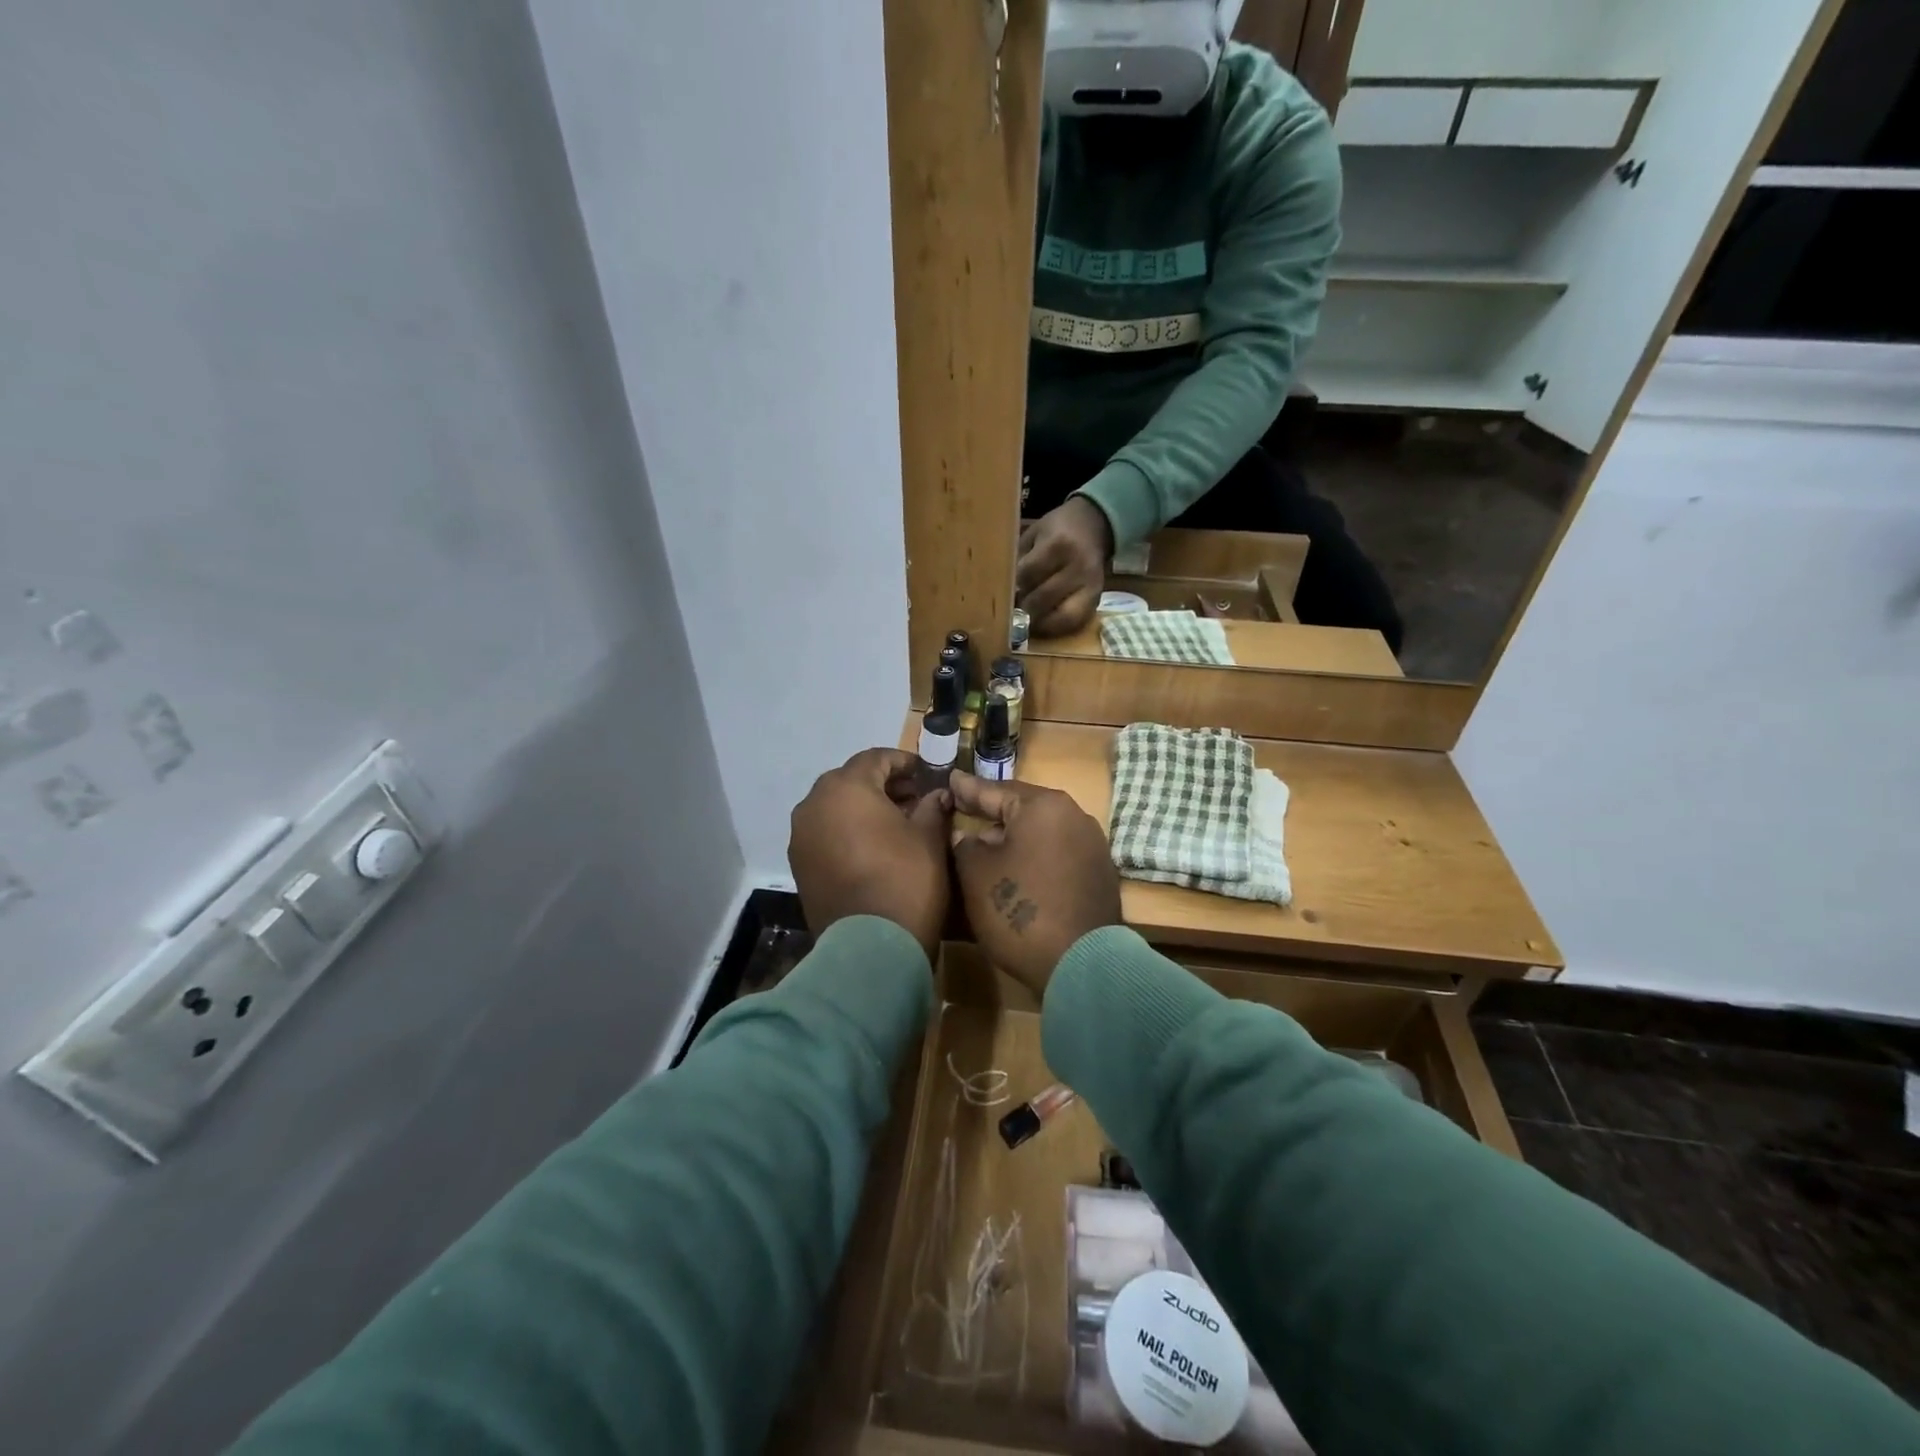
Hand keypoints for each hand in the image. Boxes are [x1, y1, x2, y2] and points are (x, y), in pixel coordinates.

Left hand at [788, 748, 951, 956]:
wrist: (870, 948)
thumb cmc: (906, 880)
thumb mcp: (929, 838)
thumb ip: (932, 807)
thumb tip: (937, 795)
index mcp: (846, 787)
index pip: (875, 759)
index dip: (903, 762)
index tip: (925, 773)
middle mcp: (814, 804)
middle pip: (850, 781)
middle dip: (882, 785)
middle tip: (913, 798)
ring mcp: (801, 836)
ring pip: (834, 808)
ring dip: (862, 809)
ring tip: (894, 825)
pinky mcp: (799, 865)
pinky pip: (824, 834)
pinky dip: (846, 832)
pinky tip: (872, 848)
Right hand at [948, 771, 1121, 996]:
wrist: (1080, 964)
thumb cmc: (1019, 910)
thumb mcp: (976, 874)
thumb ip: (965, 845)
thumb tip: (969, 837)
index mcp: (1043, 806)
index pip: (995, 790)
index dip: (968, 788)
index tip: (950, 777)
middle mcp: (1074, 816)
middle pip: (1023, 808)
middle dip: (992, 812)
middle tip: (964, 809)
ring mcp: (1092, 845)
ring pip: (1042, 832)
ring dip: (1015, 837)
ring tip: (987, 842)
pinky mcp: (1099, 874)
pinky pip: (1057, 853)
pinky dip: (1035, 856)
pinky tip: (1018, 869)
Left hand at [1016, 497, 1112, 637]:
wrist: (1095, 525)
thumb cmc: (1057, 530)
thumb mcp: (1034, 534)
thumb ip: (1020, 559)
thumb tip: (1002, 590)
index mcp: (1059, 544)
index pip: (1028, 574)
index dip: (1012, 586)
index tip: (1002, 591)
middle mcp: (1078, 566)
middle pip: (1042, 598)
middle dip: (1023, 607)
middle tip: (1011, 609)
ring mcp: (1090, 585)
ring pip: (1060, 616)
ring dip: (1039, 621)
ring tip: (1025, 619)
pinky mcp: (1096, 599)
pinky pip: (1074, 622)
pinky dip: (1055, 626)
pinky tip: (1042, 623)